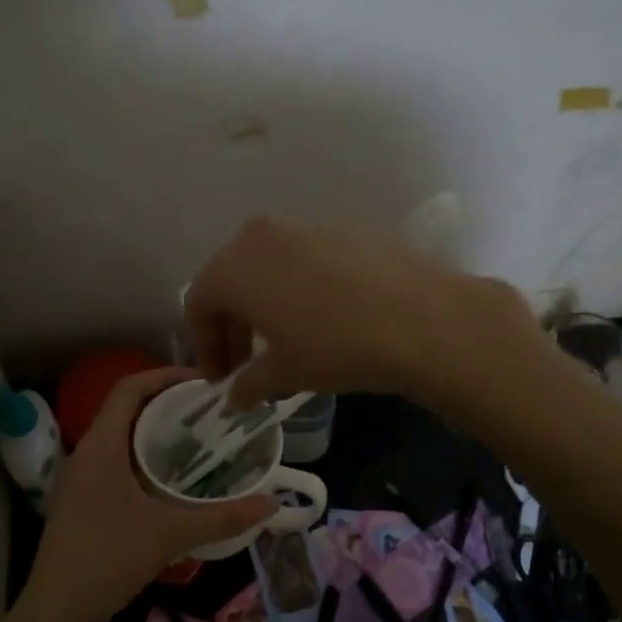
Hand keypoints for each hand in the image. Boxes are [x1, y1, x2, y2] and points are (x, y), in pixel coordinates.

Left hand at [6, 368, 273, 621]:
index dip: (165, 375)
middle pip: (128, 411)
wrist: (56, 615)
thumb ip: (222, 517)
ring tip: (202, 441)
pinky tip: (176, 484)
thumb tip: (271, 503)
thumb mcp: (170, 534)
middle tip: (212, 411)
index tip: (204, 381)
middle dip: (169, 405)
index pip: (129, 388)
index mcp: (100, 446)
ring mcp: (83, 481)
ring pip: (124, 440)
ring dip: (158, 435)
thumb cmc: (107, 560)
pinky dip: (148, 463)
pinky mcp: (85, 504)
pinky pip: (119, 466)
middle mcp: (87, 454)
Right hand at [184, 216, 540, 406]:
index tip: (221, 379)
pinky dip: (299, 286)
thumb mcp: (285, 372)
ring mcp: (306, 225)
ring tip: (285, 341)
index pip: (198, 304)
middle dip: (233, 324)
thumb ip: (249, 383)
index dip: (205, 346)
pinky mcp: (344, 227)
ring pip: (268, 265)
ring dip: (266, 303)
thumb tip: (234, 396)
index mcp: (234, 266)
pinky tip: (324, 317)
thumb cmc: (336, 347)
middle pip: (231, 279)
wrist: (423, 318)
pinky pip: (305, 257)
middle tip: (246, 364)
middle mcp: (262, 234)